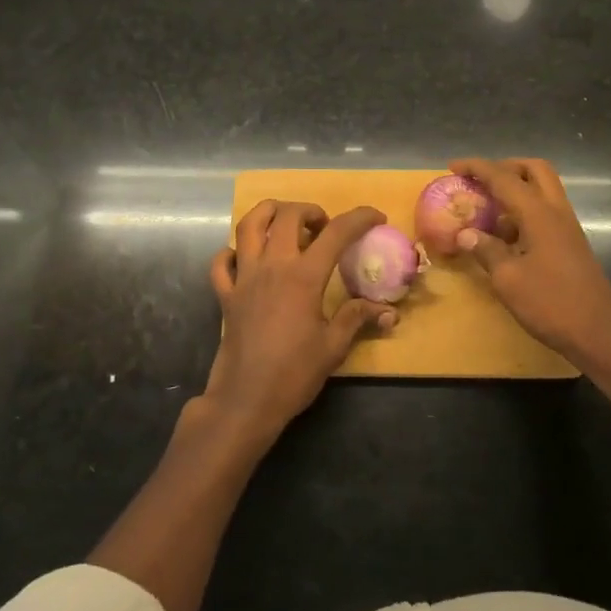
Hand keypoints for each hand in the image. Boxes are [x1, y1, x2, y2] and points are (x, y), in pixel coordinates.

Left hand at [205, 201, 396, 443]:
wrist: (247, 399)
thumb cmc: (294, 373)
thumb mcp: (334, 346)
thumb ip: (357, 318)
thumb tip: (388, 311)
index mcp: (303, 276)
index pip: (336, 232)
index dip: (360, 218)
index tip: (375, 217)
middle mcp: (272, 266)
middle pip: (287, 215)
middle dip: (310, 211)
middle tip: (324, 227)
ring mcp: (244, 278)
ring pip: (249, 225)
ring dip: (269, 214)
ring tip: (286, 225)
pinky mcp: (226, 294)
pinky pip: (222, 262)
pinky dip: (233, 252)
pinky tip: (247, 260)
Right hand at [449, 157, 610, 379]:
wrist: (599, 333)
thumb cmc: (551, 304)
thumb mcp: (508, 279)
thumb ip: (486, 250)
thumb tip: (465, 233)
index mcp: (539, 214)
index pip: (504, 178)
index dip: (477, 168)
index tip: (453, 167)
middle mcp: (556, 212)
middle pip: (534, 170)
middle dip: (504, 168)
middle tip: (480, 181)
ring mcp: (567, 227)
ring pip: (542, 190)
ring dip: (515, 190)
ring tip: (487, 211)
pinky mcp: (570, 244)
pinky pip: (545, 212)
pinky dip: (523, 212)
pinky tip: (505, 238)